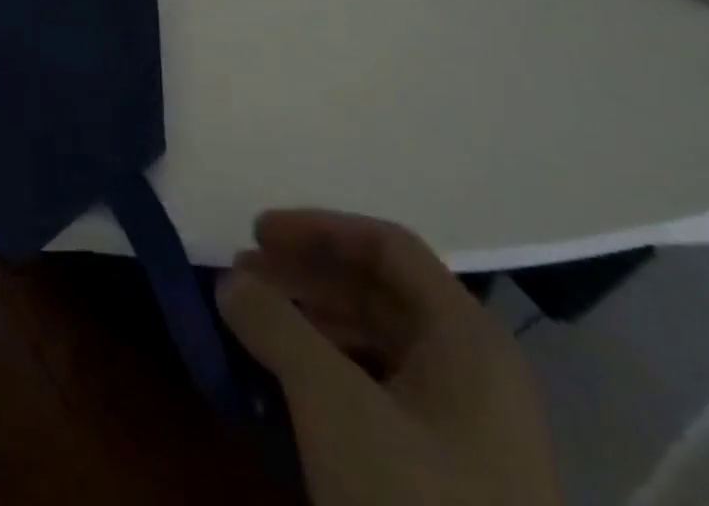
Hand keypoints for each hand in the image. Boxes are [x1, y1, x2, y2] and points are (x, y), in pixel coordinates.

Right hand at [216, 211, 559, 505]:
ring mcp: (471, 434)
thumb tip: (231, 283)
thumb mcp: (333, 405)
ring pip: (379, 345)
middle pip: (380, 293)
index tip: (255, 233)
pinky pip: (384, 396)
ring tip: (253, 327)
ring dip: (313, 324)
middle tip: (240, 278)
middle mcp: (477, 373)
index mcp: (468, 338)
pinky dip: (331, 376)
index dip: (317, 229)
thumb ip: (275, 326)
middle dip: (305, 277)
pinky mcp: (454, 483)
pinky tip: (288, 389)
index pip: (386, 246)